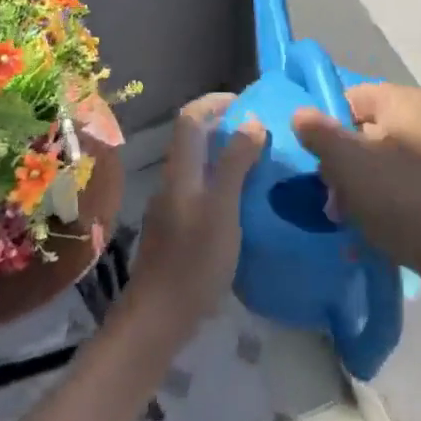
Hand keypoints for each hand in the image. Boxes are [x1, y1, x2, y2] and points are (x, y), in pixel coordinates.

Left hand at [128, 94, 265, 336]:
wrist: (158, 318)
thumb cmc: (194, 261)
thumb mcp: (223, 209)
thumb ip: (235, 164)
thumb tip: (251, 121)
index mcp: (181, 171)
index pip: (191, 118)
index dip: (215, 102)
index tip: (248, 102)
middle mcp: (172, 182)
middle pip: (193, 140)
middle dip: (225, 128)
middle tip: (263, 134)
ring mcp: (171, 207)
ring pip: (198, 167)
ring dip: (225, 157)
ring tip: (260, 165)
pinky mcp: (176, 231)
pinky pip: (200, 192)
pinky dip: (222, 184)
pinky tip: (244, 204)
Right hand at [292, 83, 420, 315]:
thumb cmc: (408, 201)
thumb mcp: (351, 166)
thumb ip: (320, 135)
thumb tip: (301, 113)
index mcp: (408, 101)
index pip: (352, 97)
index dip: (327, 127)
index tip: (316, 164)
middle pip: (367, 132)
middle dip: (343, 167)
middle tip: (333, 204)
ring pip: (386, 164)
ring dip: (362, 192)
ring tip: (351, 226)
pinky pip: (409, 188)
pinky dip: (390, 206)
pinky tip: (378, 236)